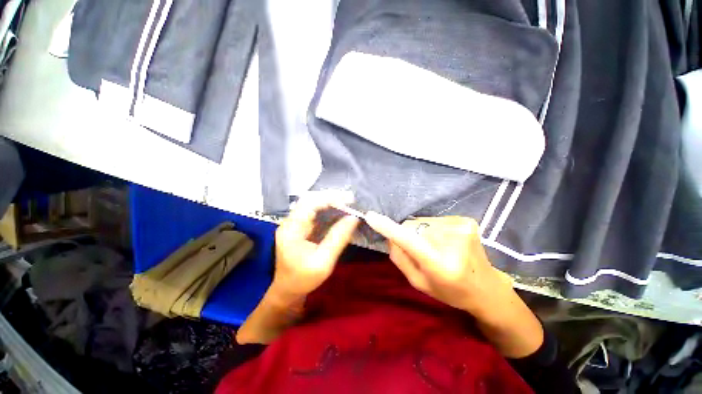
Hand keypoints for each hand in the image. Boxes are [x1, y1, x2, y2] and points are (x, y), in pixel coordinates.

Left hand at [271, 192, 359, 300]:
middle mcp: (289, 222)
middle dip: (330, 196)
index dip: (330, 198)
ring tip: (346, 201)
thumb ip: (338, 238)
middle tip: (350, 198)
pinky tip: (338, 209)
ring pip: (311, 202)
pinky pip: (313, 210)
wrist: (287, 289)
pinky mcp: (298, 226)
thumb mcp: (324, 261)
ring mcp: (293, 223)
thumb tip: (353, 218)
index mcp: (291, 230)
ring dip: (329, 200)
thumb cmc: (304, 279)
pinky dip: (326, 207)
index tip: (349, 199)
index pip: (309, 204)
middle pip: (309, 199)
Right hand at [364, 213, 512, 316]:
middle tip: (420, 251)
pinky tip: (445, 242)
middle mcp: (452, 242)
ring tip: (436, 247)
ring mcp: (462, 228)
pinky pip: (434, 220)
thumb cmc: (450, 291)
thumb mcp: (419, 283)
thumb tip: (390, 236)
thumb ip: (400, 259)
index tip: (370, 216)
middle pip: (412, 227)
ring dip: (421, 232)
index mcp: (440, 265)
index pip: (409, 241)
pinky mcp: (466, 221)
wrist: (487, 288)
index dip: (389, 228)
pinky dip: (433, 229)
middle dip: (408, 235)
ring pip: (422, 222)